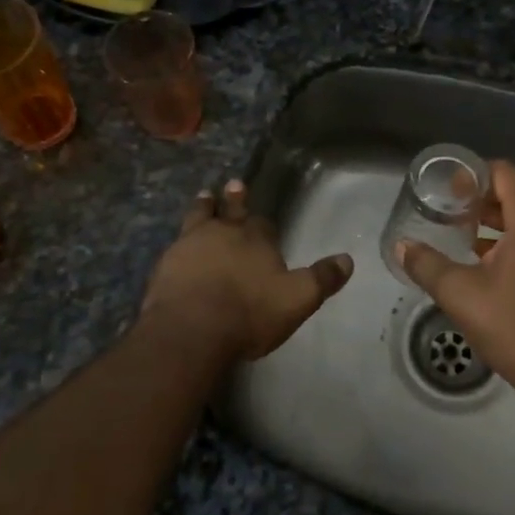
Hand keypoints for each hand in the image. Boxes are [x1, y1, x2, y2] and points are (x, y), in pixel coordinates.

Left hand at [141, 180, 351, 362]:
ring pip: (198, 218)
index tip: (262, 219)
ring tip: (203, 197)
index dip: (264, 223)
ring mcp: (190, 246)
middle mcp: (223, 234)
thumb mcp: (297, 299)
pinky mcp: (165, 265)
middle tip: (232, 184)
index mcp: (256, 239)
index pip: (263, 224)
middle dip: (233, 199)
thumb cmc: (249, 313)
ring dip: (203, 207)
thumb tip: (348, 259)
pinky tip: (176, 249)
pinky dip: (179, 245)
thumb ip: (322, 279)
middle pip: (229, 210)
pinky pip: (174, 247)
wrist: (191, 330)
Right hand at [396, 160, 514, 404]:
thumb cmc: (514, 326)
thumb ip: (426, 264)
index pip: (502, 172)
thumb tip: (400, 246)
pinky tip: (488, 255)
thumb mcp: (460, 294)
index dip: (471, 177)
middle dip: (482, 198)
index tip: (445, 193)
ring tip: (463, 232)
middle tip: (449, 212)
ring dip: (499, 217)